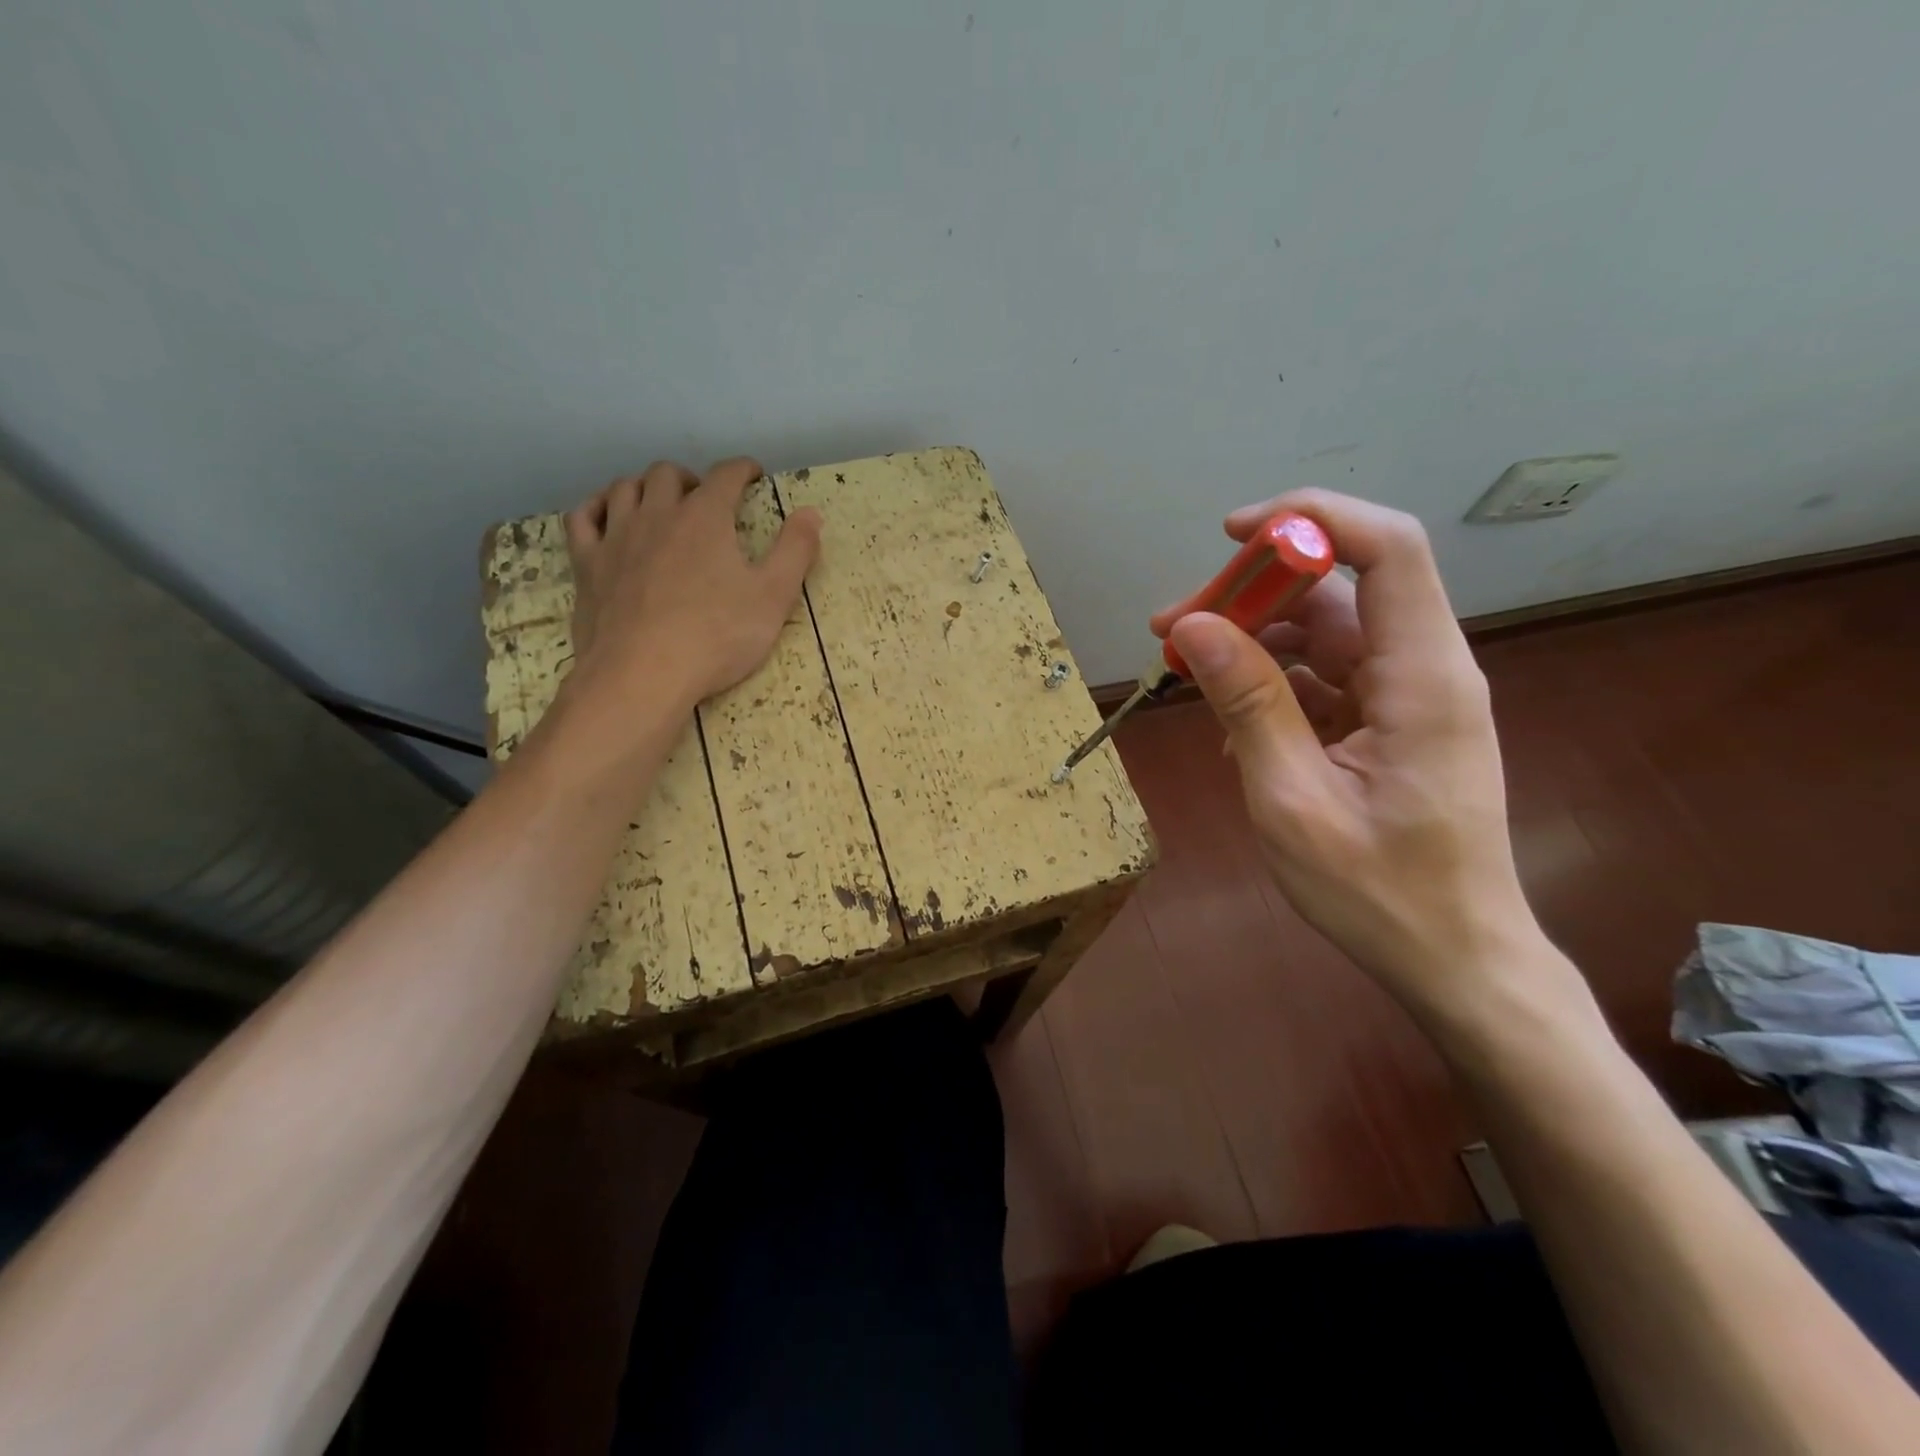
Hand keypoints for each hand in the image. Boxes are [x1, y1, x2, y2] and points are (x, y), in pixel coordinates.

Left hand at [562, 457, 821, 713]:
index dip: (743, 470)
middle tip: (706, 498)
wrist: (643, 674)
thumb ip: (795, 551)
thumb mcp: (773, 597)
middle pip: (668, 474)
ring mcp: (616, 537)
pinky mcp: (587, 564)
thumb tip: (811, 512)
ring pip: (625, 488)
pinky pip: (582, 518)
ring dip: (646, 488)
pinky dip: (596, 507)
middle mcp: (657, 514)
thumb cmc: (716, 637)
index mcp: (705, 518)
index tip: (753, 475)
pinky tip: (606, 516)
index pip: (726, 475)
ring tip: (660, 504)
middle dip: (691, 478)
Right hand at [1150, 489, 1548, 1023]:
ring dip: (1252, 641)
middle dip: (1253, 594)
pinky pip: (1322, 677)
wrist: (1453, 958)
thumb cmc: (1380, 892)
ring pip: (1323, 633)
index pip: (1387, 550)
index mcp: (1421, 678)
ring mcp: (1404, 697)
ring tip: (1184, 670)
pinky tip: (1228, 723)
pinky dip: (1270, 685)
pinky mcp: (1387, 722)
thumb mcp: (1293, 799)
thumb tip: (1194, 627)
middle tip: (1173, 627)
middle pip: (1339, 590)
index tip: (1233, 536)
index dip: (1312, 521)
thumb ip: (1247, 705)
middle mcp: (1421, 670)